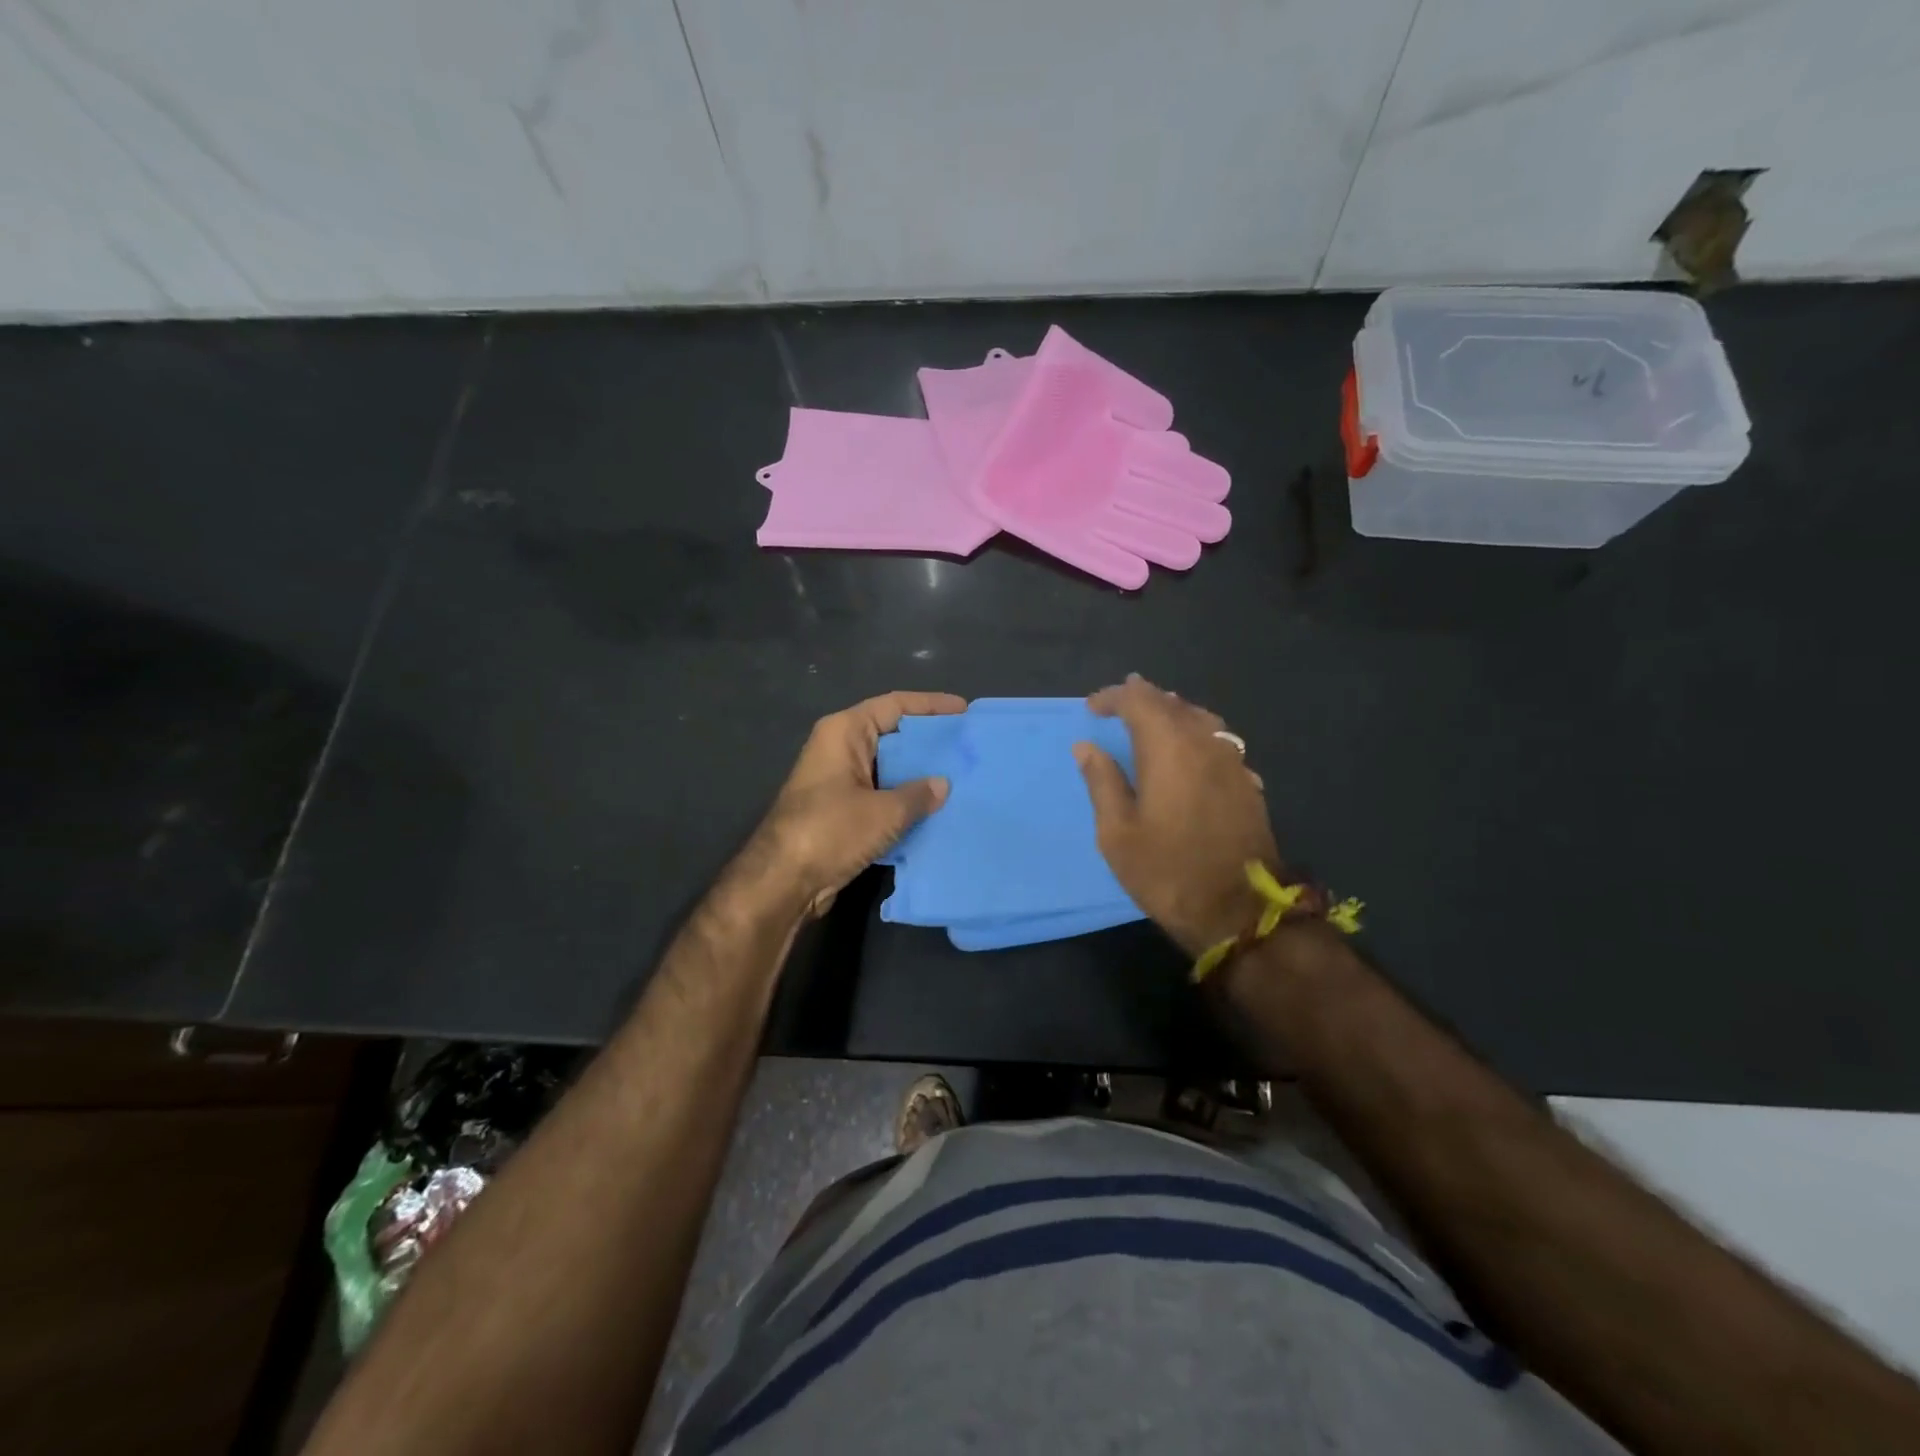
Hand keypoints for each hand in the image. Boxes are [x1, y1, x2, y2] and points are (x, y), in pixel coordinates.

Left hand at [740, 690, 965, 918]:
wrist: (783, 881)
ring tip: (960, 778)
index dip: (931, 706)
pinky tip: (935, 809)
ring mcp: (839, 780)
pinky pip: (881, 794)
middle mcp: (840, 748)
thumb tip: (942, 785)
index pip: (894, 705)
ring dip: (918, 774)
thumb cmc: (830, 831)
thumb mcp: (883, 812)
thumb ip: (918, 794)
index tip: (964, 711)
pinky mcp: (841, 809)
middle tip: (967, 747)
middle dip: (928, 742)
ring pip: (888, 768)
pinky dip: (904, 799)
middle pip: (892, 734)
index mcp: (844, 732)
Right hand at [1074, 674, 1277, 955]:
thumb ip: (1102, 782)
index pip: (1139, 701)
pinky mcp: (1248, 784)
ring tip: (1154, 718)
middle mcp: (1204, 744)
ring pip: (1202, 719)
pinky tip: (1190, 751)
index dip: (1114, 697)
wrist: (1238, 911)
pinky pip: (1219, 742)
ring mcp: (1232, 763)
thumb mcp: (1117, 833)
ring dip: (1173, 712)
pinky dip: (1196, 735)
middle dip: (1143, 697)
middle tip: (1120, 702)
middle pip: (1173, 704)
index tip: (1092, 708)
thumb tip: (1086, 746)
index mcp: (1168, 748)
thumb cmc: (1166, 871)